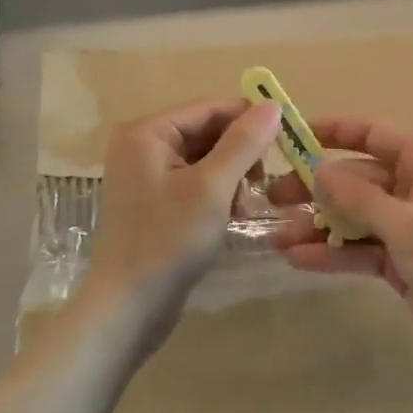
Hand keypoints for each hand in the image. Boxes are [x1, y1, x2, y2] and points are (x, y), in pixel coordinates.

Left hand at [80, 98, 281, 352]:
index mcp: (146, 132)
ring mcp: (144, 176)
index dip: (248, 119)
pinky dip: (217, 194)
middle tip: (261, 184)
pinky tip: (232, 218)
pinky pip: (194, 183)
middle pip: (206, 132)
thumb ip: (244, 143)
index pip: (208, 108)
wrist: (128, 307)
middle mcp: (140, 145)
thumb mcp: (212, 187)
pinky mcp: (153, 203)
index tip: (285, 140)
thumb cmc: (169, 240)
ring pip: (204, 159)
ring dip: (231, 178)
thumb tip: (273, 104)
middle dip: (239, 155)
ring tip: (245, 208)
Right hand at [271, 118, 412, 380]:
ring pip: (353, 216)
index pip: (369, 134)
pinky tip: (297, 260)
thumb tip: (316, 170)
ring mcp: (409, 225)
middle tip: (269, 198)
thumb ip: (357, 197)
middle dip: (313, 188)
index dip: (328, 131)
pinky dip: (333, 253)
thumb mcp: (407, 225)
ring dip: (317, 226)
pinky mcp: (404, 260)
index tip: (287, 136)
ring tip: (274, 239)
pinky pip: (361, 248)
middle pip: (354, 177)